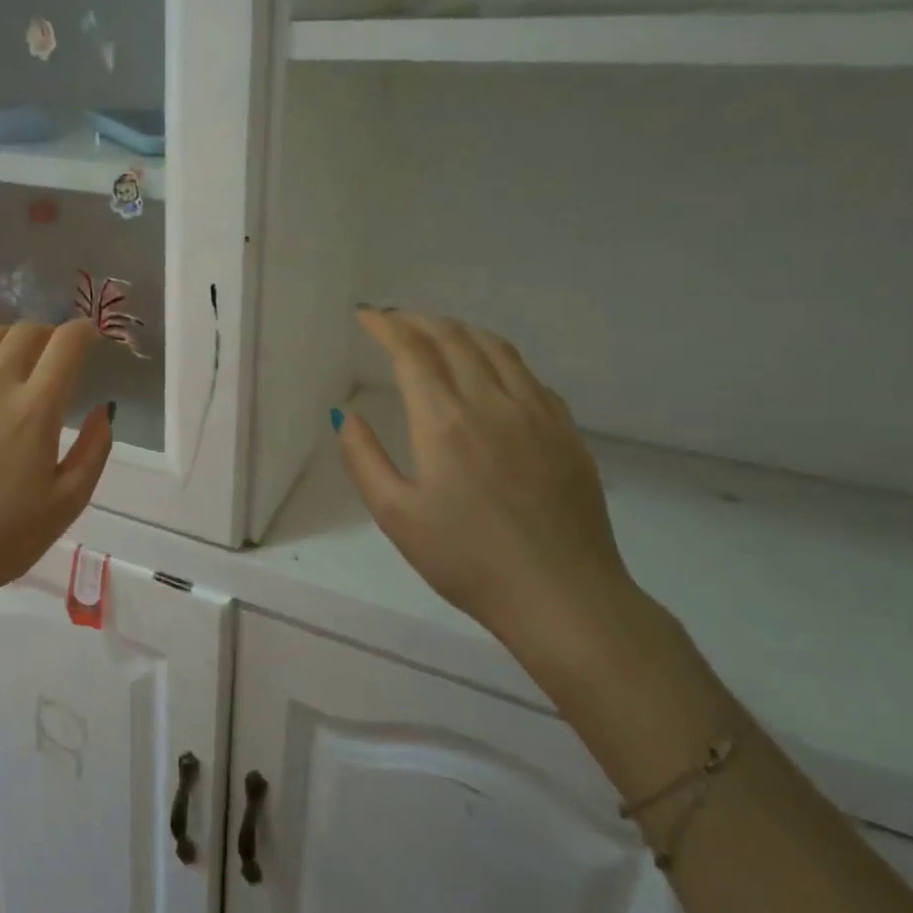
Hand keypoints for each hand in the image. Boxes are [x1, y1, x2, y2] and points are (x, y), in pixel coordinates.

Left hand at [0, 319, 113, 600]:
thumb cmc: (3, 540)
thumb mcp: (67, 504)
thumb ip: (94, 450)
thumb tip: (102, 409)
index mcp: (34, 411)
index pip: (66, 346)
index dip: (83, 331)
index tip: (89, 336)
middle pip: (24, 334)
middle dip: (47, 334)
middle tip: (51, 351)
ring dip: (3, 338)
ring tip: (8, 354)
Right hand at [336, 310, 640, 667]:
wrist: (563, 597)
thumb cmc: (467, 560)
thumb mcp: (396, 515)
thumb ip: (363, 458)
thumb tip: (345, 415)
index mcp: (445, 420)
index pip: (412, 351)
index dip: (386, 326)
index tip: (366, 315)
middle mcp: (492, 403)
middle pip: (454, 338)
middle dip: (419, 321)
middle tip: (395, 320)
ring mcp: (537, 414)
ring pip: (497, 348)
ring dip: (460, 330)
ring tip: (438, 332)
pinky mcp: (567, 432)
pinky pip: (529, 375)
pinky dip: (498, 357)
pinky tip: (491, 372)